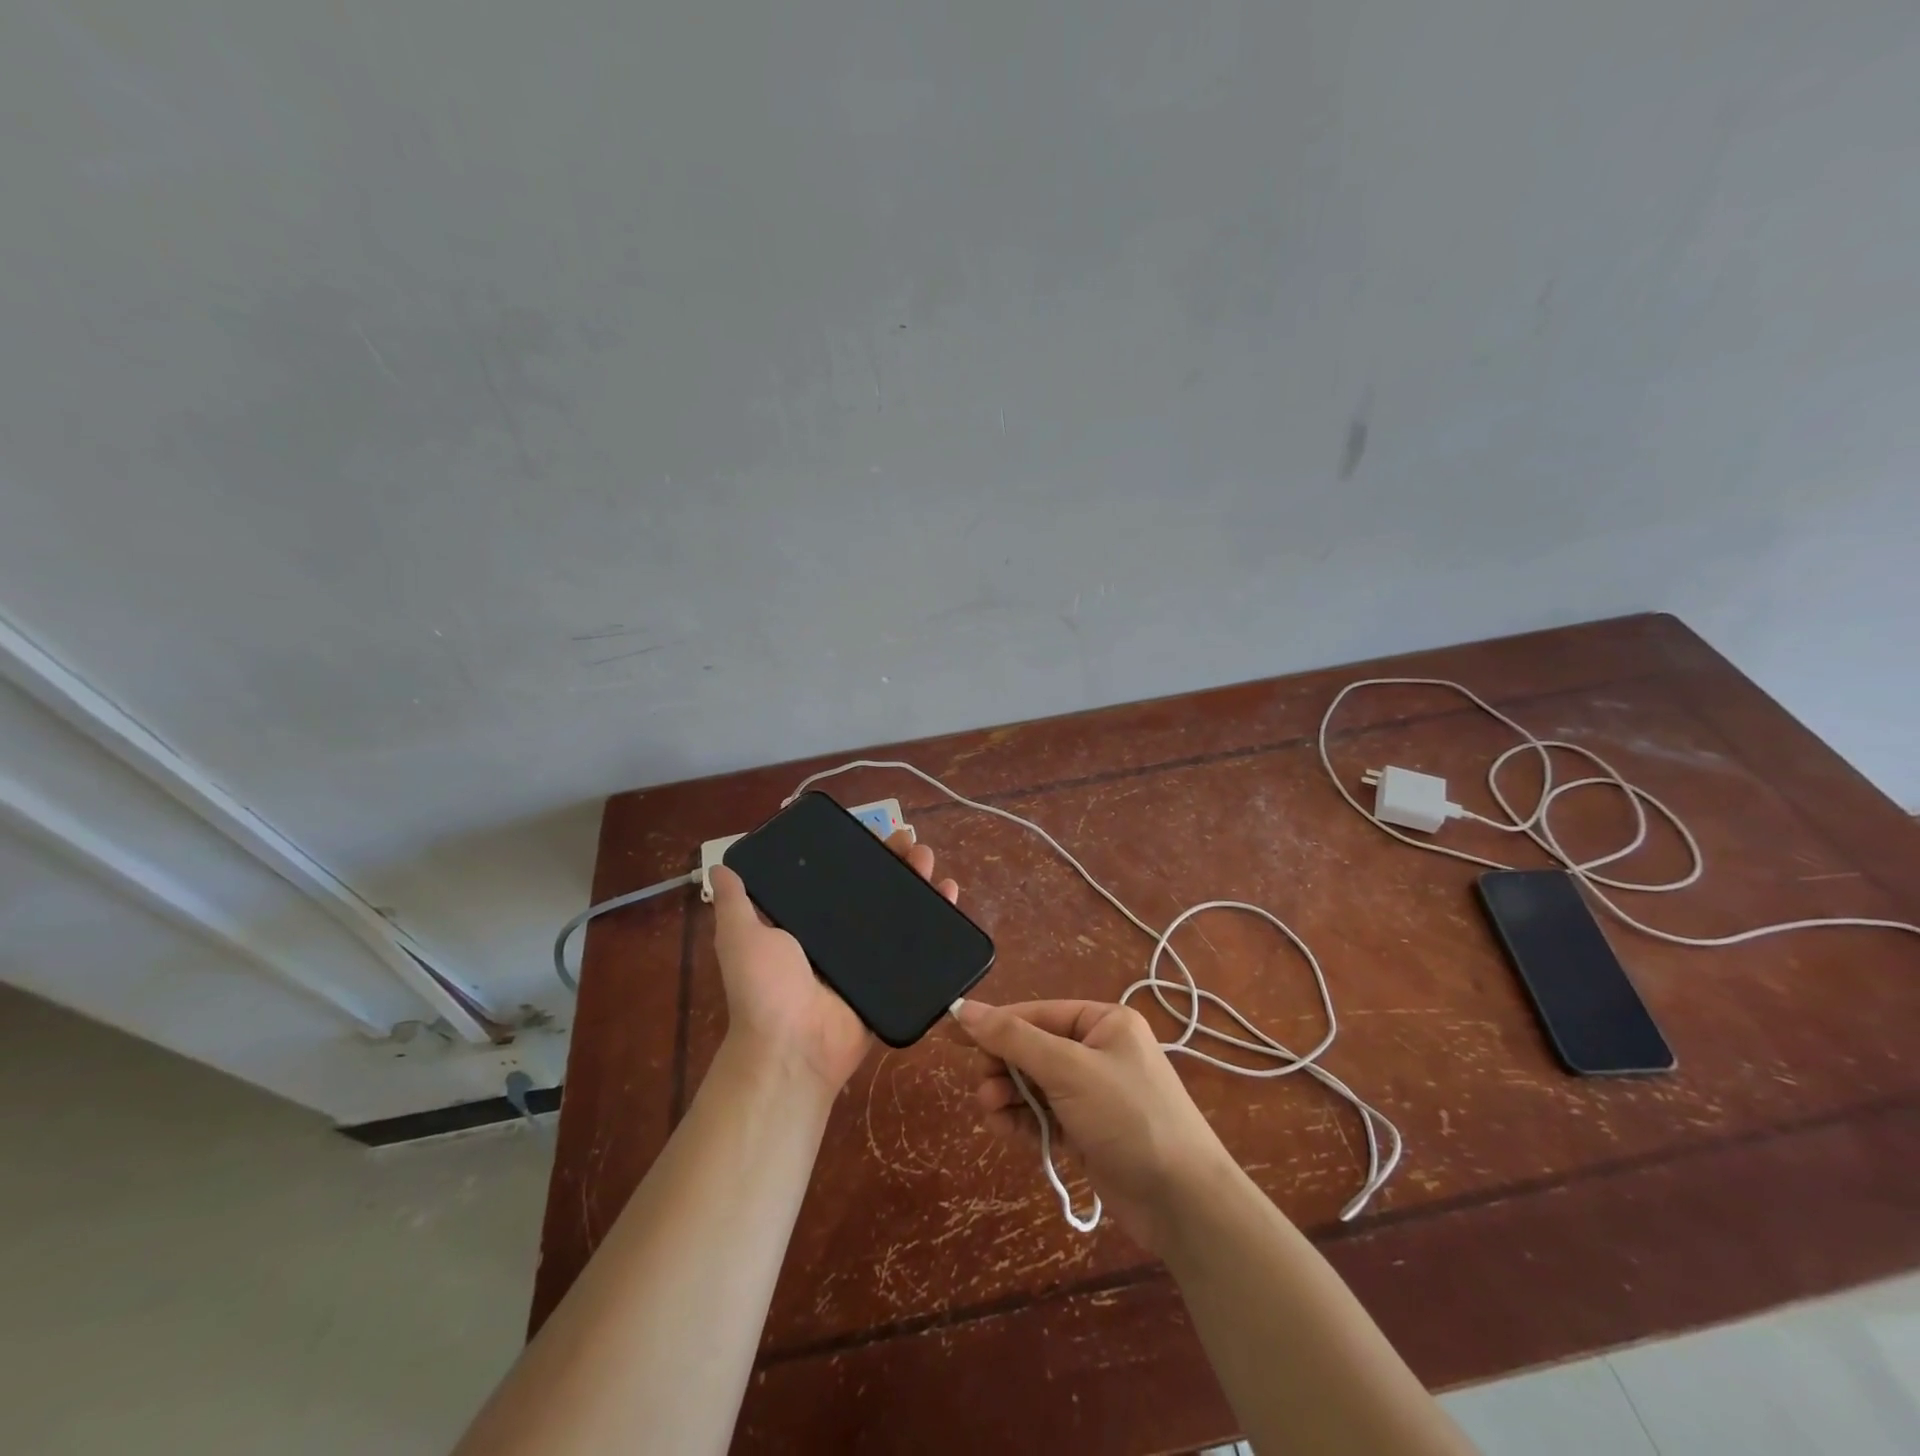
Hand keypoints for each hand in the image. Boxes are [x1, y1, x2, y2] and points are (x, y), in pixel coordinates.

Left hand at [709, 829, 959, 1096]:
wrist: (793, 1049)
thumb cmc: (764, 989)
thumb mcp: (740, 938)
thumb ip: (734, 903)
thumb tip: (720, 866)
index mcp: (808, 924)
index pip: (838, 878)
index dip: (858, 854)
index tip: (876, 831)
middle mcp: (840, 937)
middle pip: (875, 890)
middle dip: (896, 862)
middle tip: (912, 842)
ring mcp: (869, 958)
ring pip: (901, 912)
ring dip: (919, 883)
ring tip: (931, 863)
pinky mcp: (892, 979)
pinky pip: (919, 947)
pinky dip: (939, 921)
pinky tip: (950, 893)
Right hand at [955, 999, 1237, 1255]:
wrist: (1184, 1202)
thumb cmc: (1129, 1117)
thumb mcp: (1069, 1069)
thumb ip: (1015, 1038)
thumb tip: (965, 1008)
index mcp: (1104, 1022)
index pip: (1038, 1013)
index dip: (996, 1024)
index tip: (954, 1033)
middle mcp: (1099, 1051)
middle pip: (1034, 1049)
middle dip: (1004, 1066)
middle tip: (982, 1087)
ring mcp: (1094, 1094)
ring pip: (1035, 1085)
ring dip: (1009, 1095)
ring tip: (989, 1110)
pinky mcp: (1088, 1132)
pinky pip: (1045, 1115)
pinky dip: (1023, 1120)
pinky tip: (1003, 1128)